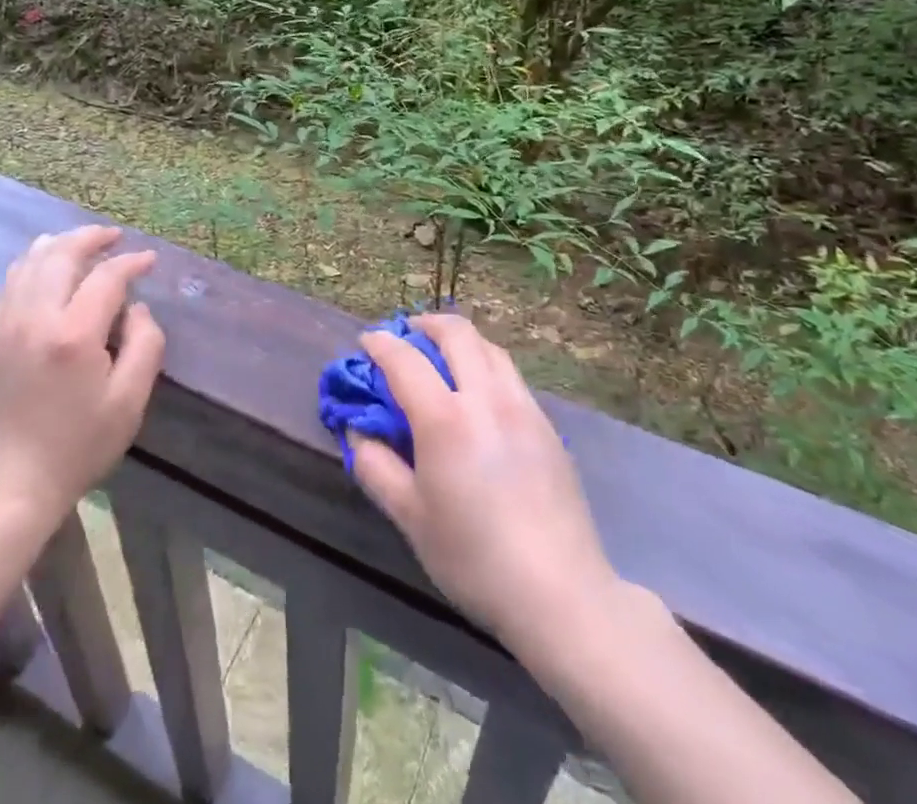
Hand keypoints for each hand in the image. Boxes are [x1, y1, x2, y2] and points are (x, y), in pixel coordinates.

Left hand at [0, 226, 165, 521]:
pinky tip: (43, 267)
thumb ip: (144, 344)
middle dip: (91, 238)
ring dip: (58, 245)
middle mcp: (35, 319)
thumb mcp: (129, 401)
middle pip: (62, 255)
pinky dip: (30, 265)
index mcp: (74, 335)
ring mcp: (4, 327)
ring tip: (80, 242)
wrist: (12, 486)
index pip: (107, 278)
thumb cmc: (80, 446)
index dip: (131, 263)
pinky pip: (8, 285)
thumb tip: (137, 308)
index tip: (149, 260)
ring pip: (30, 263)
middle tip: (114, 236)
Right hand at [351, 312, 618, 652]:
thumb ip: (376, 467)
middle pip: (456, 333)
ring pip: (489, 347)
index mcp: (445, 418)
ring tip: (442, 355)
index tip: (366, 342)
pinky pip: (510, 374)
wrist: (559, 591)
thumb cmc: (473, 557)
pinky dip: (485, 363)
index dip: (380, 344)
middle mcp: (485, 397)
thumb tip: (358, 433)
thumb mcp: (410, 518)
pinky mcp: (546, 424)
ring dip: (460, 339)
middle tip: (406, 335)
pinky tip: (479, 392)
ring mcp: (522, 406)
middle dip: (425, 324)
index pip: (404, 359)